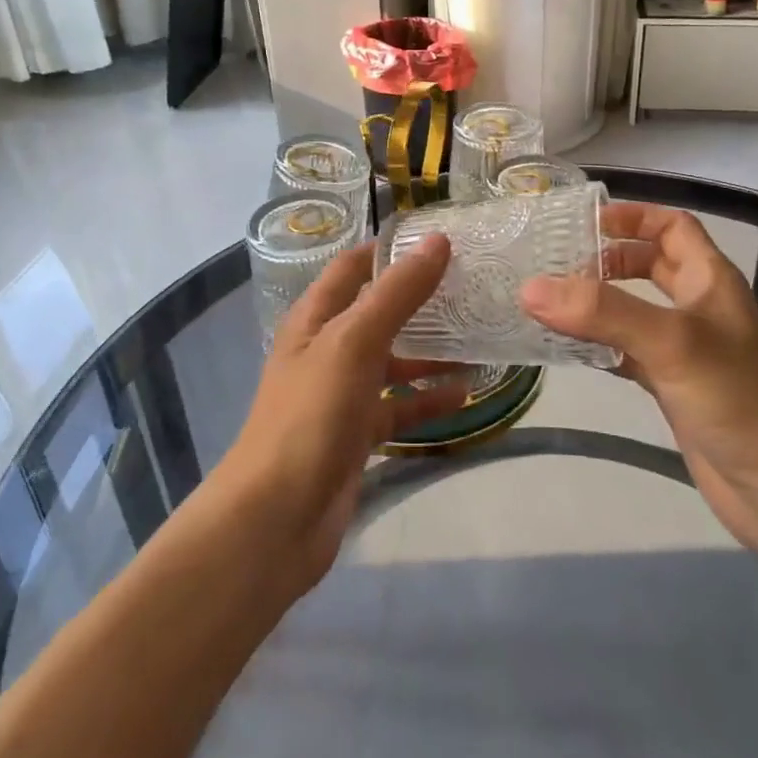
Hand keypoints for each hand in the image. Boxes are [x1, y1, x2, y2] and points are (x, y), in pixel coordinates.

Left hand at [214, 236, 468, 591]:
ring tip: (480, 338)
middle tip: (473, 285)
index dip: (390, 249)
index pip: (353, 267)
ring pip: (393, 361)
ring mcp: (342, 393)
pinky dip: (429, 399)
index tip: (442, 240)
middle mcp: (327, 349)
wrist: (277, 517)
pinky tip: (466, 394)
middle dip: (420, 299)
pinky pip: (399, 406)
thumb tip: (437, 241)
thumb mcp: (354, 342)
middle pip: (378, 312)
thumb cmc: (311, 415)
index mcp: (315, 319)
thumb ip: (397, 293)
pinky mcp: (358, 433)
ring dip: (431, 351)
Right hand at [519, 203, 757, 544]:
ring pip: (634, 310)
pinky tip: (567, 350)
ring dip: (597, 303)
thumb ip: (603, 311)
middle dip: (606, 259)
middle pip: (650, 265)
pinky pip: (628, 352)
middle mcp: (698, 307)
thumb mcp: (670, 341)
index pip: (672, 227)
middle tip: (556, 265)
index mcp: (710, 280)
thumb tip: (531, 287)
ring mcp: (685, 349)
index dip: (632, 217)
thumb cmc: (736, 398)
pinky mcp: (673, 386)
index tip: (582, 222)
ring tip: (548, 303)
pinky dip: (599, 346)